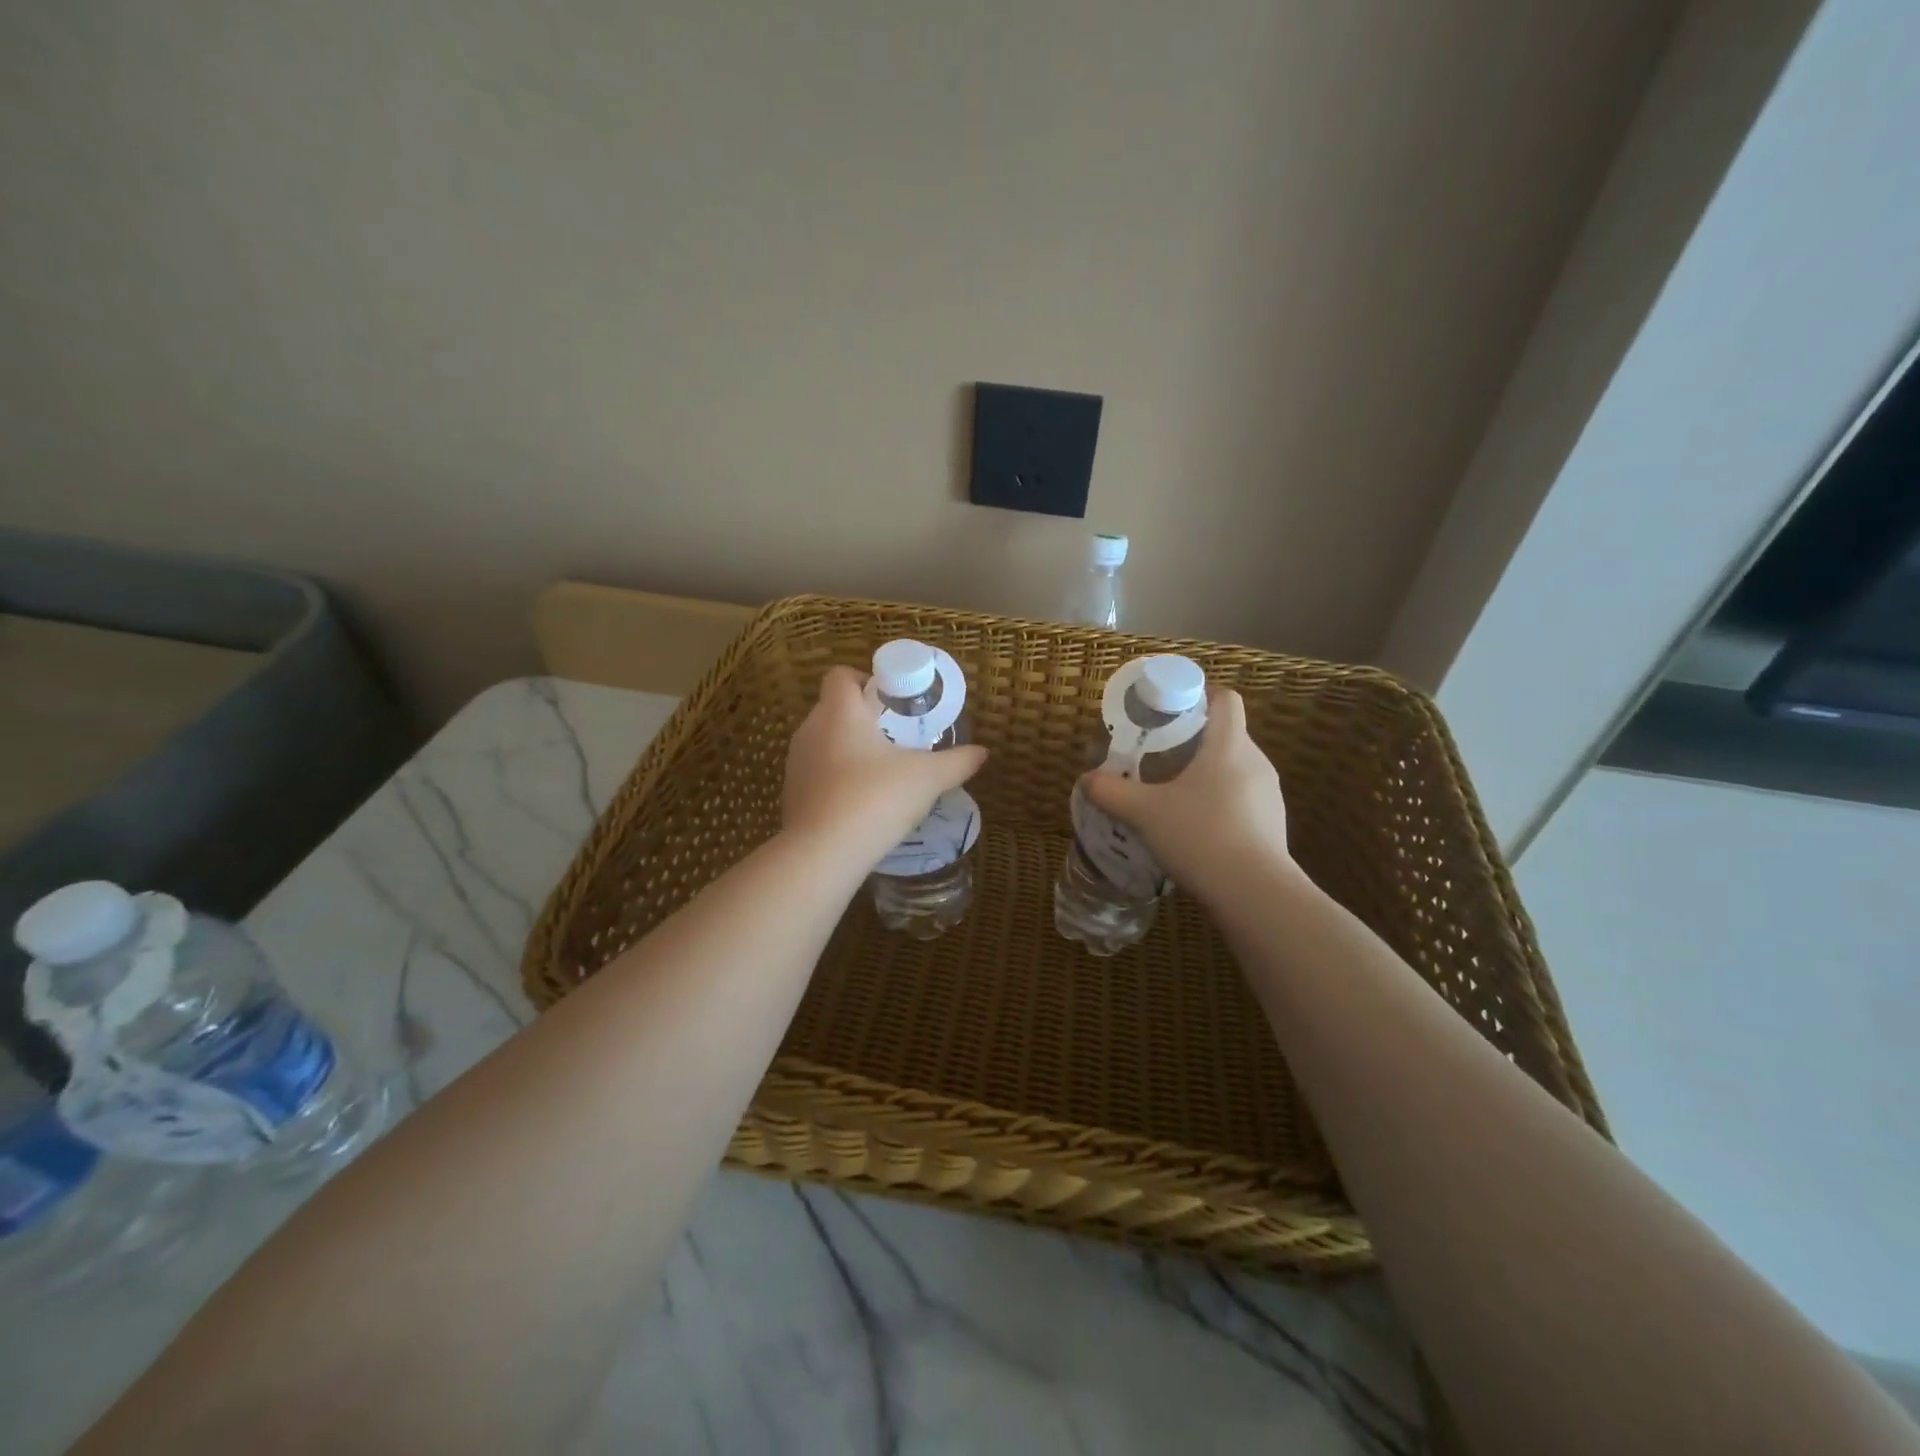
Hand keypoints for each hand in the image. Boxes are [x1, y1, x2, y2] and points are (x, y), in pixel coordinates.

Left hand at [782, 665, 987, 864]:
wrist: (823, 854)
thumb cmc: (875, 799)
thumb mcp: (927, 779)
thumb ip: (956, 762)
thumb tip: (982, 752)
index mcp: (840, 711)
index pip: (841, 675)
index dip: (865, 680)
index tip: (892, 702)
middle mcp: (810, 729)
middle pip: (834, 708)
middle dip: (864, 719)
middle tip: (896, 738)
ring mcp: (796, 762)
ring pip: (824, 742)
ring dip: (849, 750)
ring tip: (881, 773)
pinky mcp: (791, 793)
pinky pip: (816, 773)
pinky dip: (836, 779)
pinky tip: (860, 803)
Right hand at [1081, 687, 1297, 900]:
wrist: (1254, 894)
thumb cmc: (1200, 836)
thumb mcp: (1145, 813)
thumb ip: (1112, 792)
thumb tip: (1086, 780)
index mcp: (1229, 745)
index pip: (1227, 699)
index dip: (1200, 695)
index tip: (1172, 709)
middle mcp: (1256, 762)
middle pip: (1227, 734)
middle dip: (1194, 740)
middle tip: (1160, 755)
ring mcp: (1270, 794)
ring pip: (1236, 768)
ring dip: (1208, 774)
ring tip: (1176, 794)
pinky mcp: (1273, 824)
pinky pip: (1244, 799)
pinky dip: (1221, 802)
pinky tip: (1198, 828)